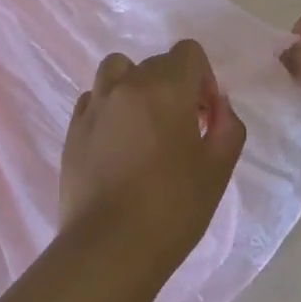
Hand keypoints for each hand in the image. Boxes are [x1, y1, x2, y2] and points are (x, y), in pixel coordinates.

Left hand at [59, 41, 245, 272]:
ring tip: (144, 125)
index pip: (188, 53)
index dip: (203, 79)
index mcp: (165, 88)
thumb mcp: (218, 170)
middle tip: (181, 130)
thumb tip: (217, 107)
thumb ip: (227, 127)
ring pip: (118, 70)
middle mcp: (127, 84)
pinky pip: (95, 98)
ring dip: (136, 86)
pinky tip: (117, 142)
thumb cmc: (172, 208)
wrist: (109, 248)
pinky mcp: (73, 128)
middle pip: (156, 63)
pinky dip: (110, 107)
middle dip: (174, 86)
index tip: (204, 117)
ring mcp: (95, 104)